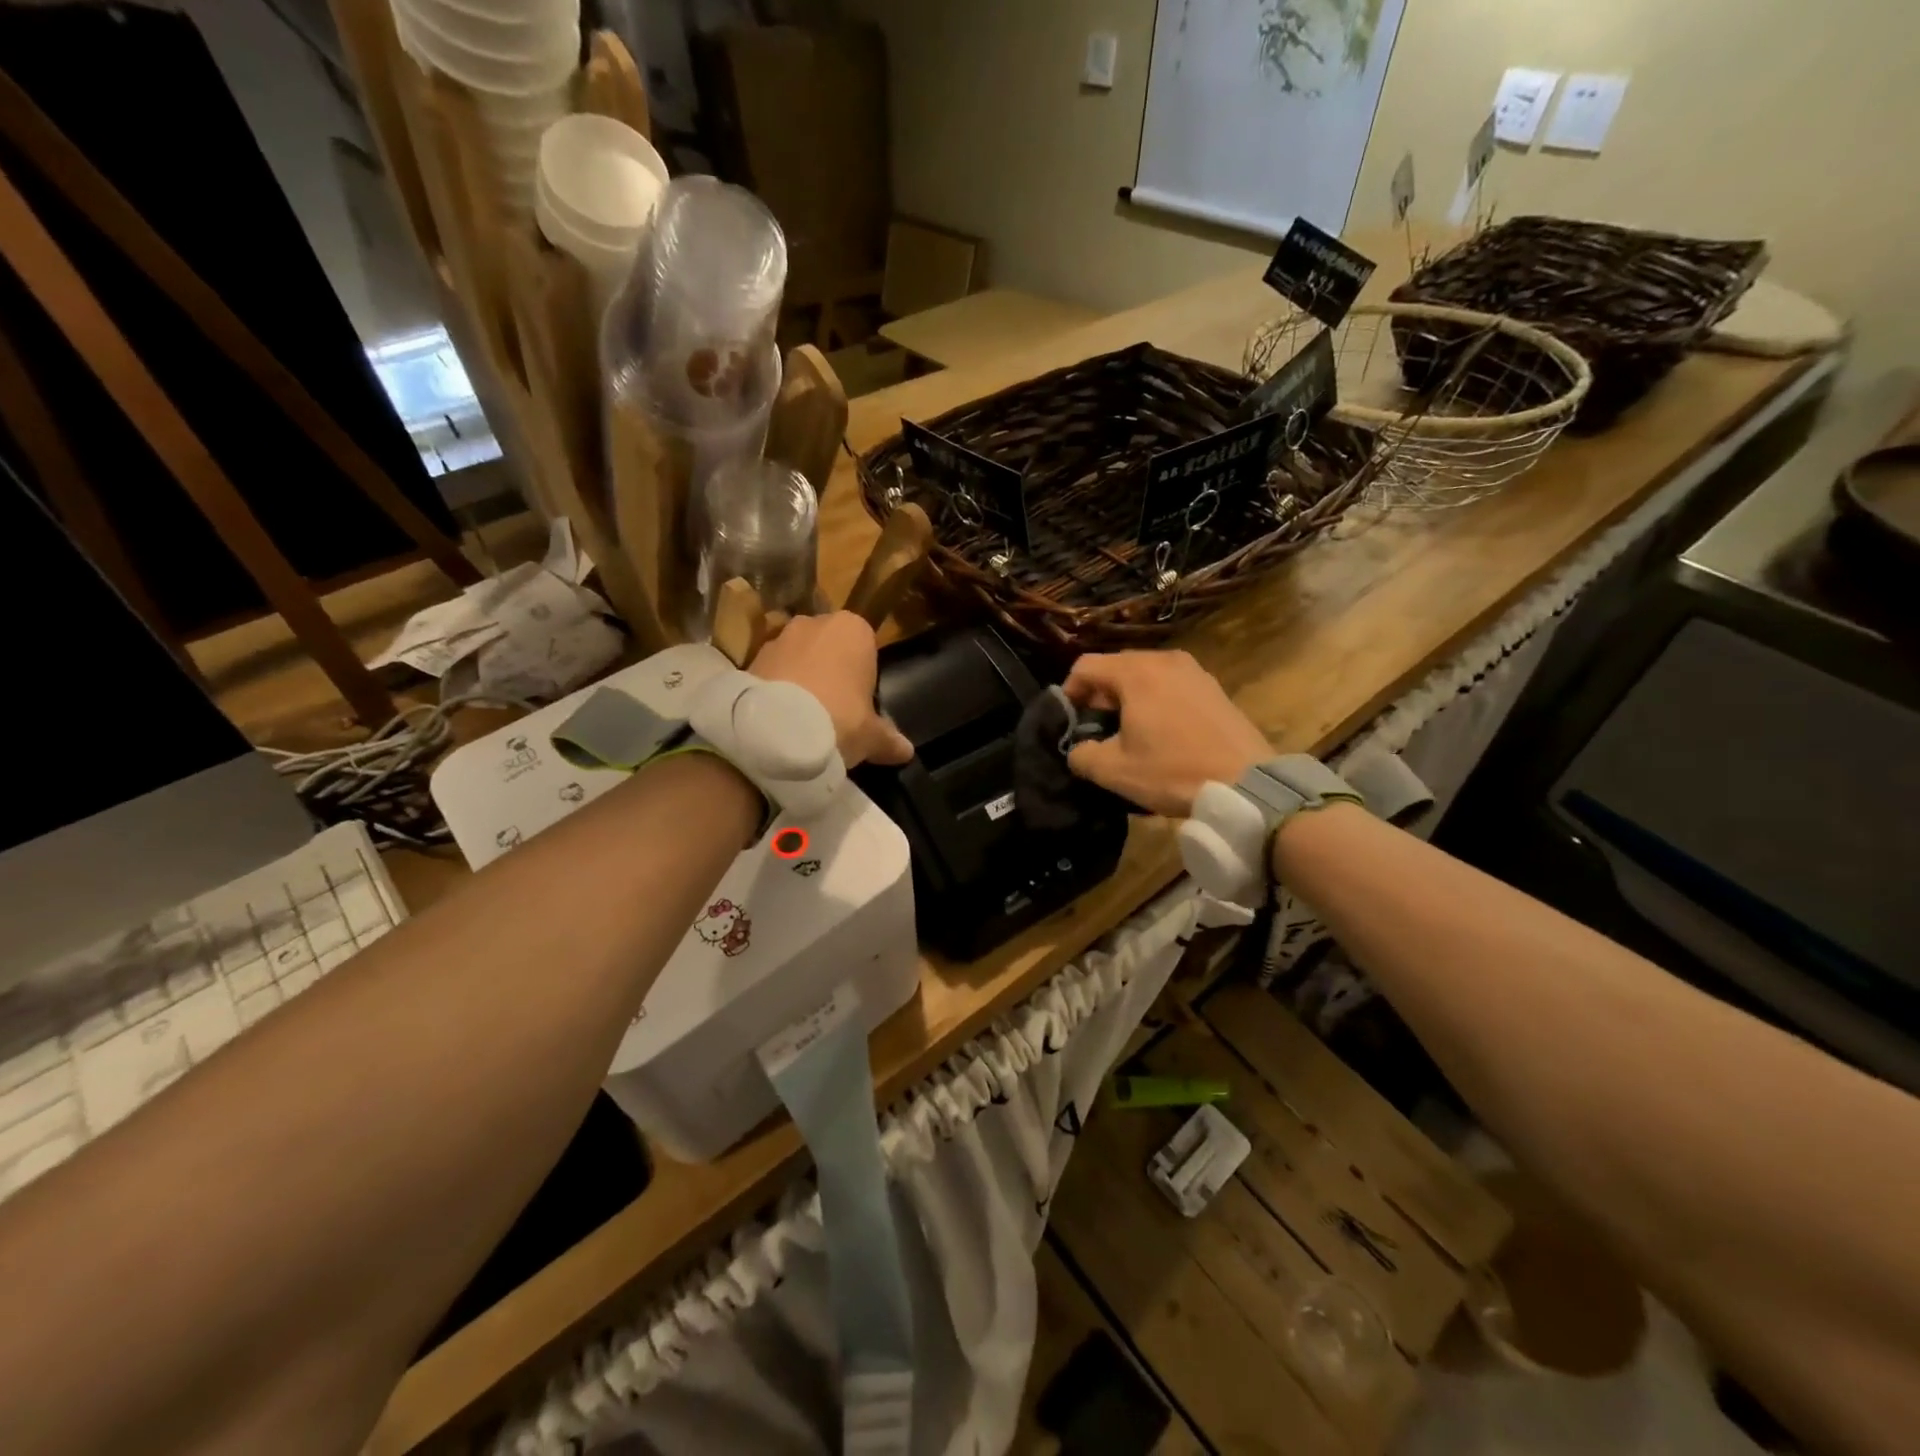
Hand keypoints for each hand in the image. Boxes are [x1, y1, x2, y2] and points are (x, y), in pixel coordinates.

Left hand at [749, 612, 913, 768]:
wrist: (775, 732)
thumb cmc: (839, 720)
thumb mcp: (871, 736)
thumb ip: (889, 740)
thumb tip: (906, 751)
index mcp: (853, 629)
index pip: (866, 644)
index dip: (863, 674)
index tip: (861, 702)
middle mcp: (815, 622)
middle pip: (829, 646)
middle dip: (830, 670)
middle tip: (834, 708)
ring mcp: (779, 637)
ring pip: (798, 656)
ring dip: (801, 677)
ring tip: (803, 716)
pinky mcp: (750, 658)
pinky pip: (773, 671)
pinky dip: (777, 688)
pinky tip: (780, 717)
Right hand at [1064, 651, 1269, 817]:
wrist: (1246, 784)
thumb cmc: (1173, 771)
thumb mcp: (1114, 771)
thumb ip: (1081, 755)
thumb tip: (1077, 750)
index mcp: (1136, 672)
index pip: (1085, 666)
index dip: (1068, 692)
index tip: (1068, 722)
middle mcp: (1165, 660)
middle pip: (1116, 667)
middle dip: (1099, 695)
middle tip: (1096, 729)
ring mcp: (1194, 671)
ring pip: (1145, 675)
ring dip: (1128, 698)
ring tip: (1128, 732)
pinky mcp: (1213, 687)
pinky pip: (1171, 685)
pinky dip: (1156, 701)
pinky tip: (1161, 733)